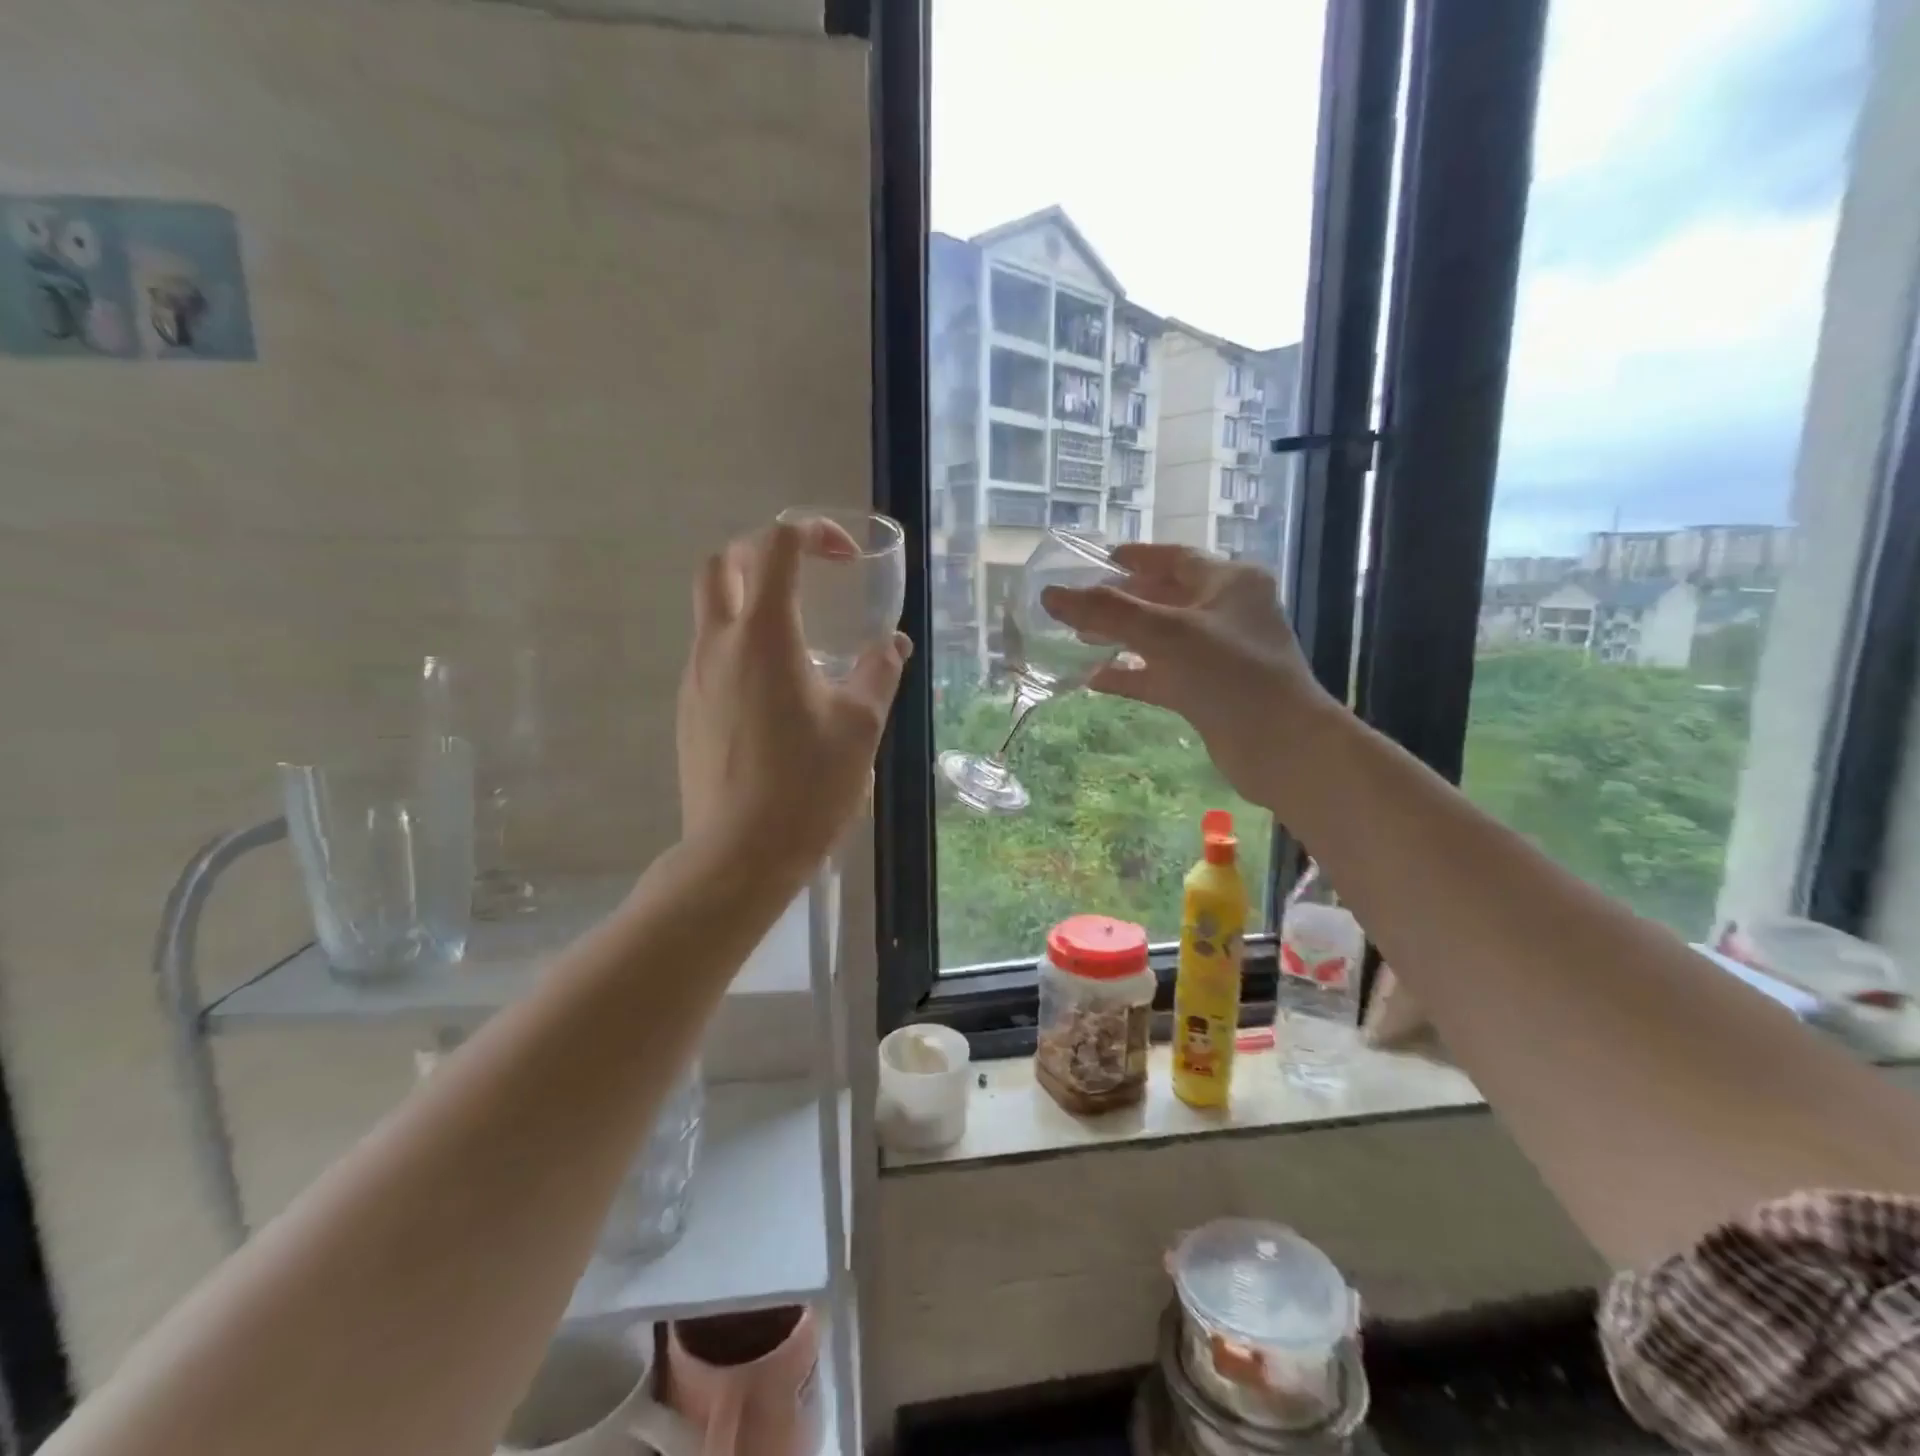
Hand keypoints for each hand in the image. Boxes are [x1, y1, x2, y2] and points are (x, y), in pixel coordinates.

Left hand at [677, 521, 910, 872]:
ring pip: (711, 611)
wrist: (739, 854)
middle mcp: (719, 645)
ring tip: (800, 641)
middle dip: (762, 553)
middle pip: (721, 565)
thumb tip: (893, 645)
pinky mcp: (688, 711)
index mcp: (765, 637)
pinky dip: (741, 646)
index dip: (811, 534)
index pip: (775, 548)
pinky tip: (777, 692)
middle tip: (806, 575)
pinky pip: (710, 655)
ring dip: (750, 601)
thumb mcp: (860, 727)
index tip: (844, 556)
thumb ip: (878, 674)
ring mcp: (695, 678)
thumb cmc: (808, 786)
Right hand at [1041, 543, 1334, 808]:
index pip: (1175, 559)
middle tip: (1078, 605)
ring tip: (1078, 640)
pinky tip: (1095, 679)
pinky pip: (1161, 674)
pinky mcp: (1208, 691)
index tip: (1099, 560)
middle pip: (1164, 597)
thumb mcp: (1166, 634)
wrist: (1280, 747)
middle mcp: (1227, 613)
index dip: (1136, 557)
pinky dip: (1130, 674)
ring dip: (1121, 638)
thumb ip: (1107, 612)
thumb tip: (1051, 595)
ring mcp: (1218, 655)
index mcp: (1230, 582)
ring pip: (1160, 638)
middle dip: (1121, 601)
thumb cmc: (1230, 674)